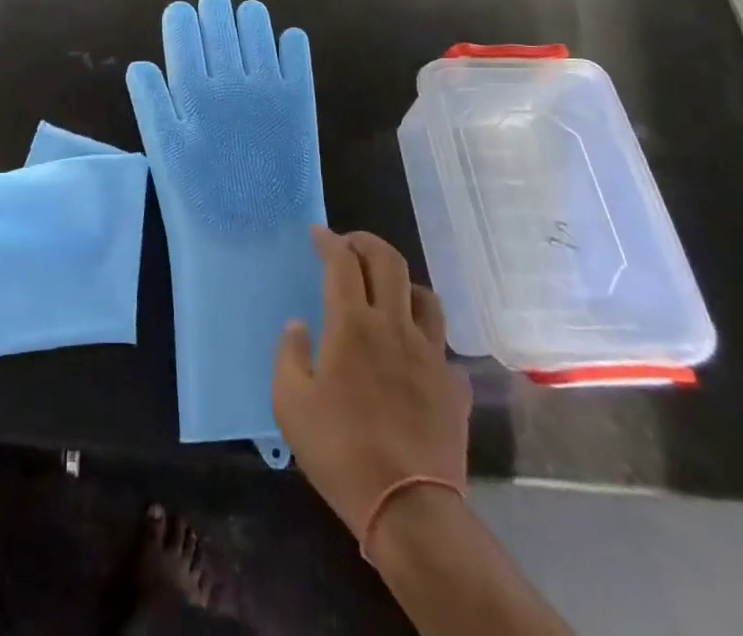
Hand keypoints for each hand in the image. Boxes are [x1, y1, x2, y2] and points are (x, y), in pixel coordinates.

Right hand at [274, 228, 471, 534]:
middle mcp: (394, 327)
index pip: (342, 262)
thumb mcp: (290, 403)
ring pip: (425, 297)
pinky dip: (426, 342)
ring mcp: (430, 355)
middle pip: (389, 262)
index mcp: (352, 324)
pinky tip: (415, 358)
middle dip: (367, 243)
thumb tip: (298, 326)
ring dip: (403, 284)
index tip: (318, 234)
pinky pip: (442, 349)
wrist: (409, 509)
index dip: (329, 241)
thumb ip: (288, 354)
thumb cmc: (340, 450)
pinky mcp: (453, 388)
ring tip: (387, 293)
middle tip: (350, 246)